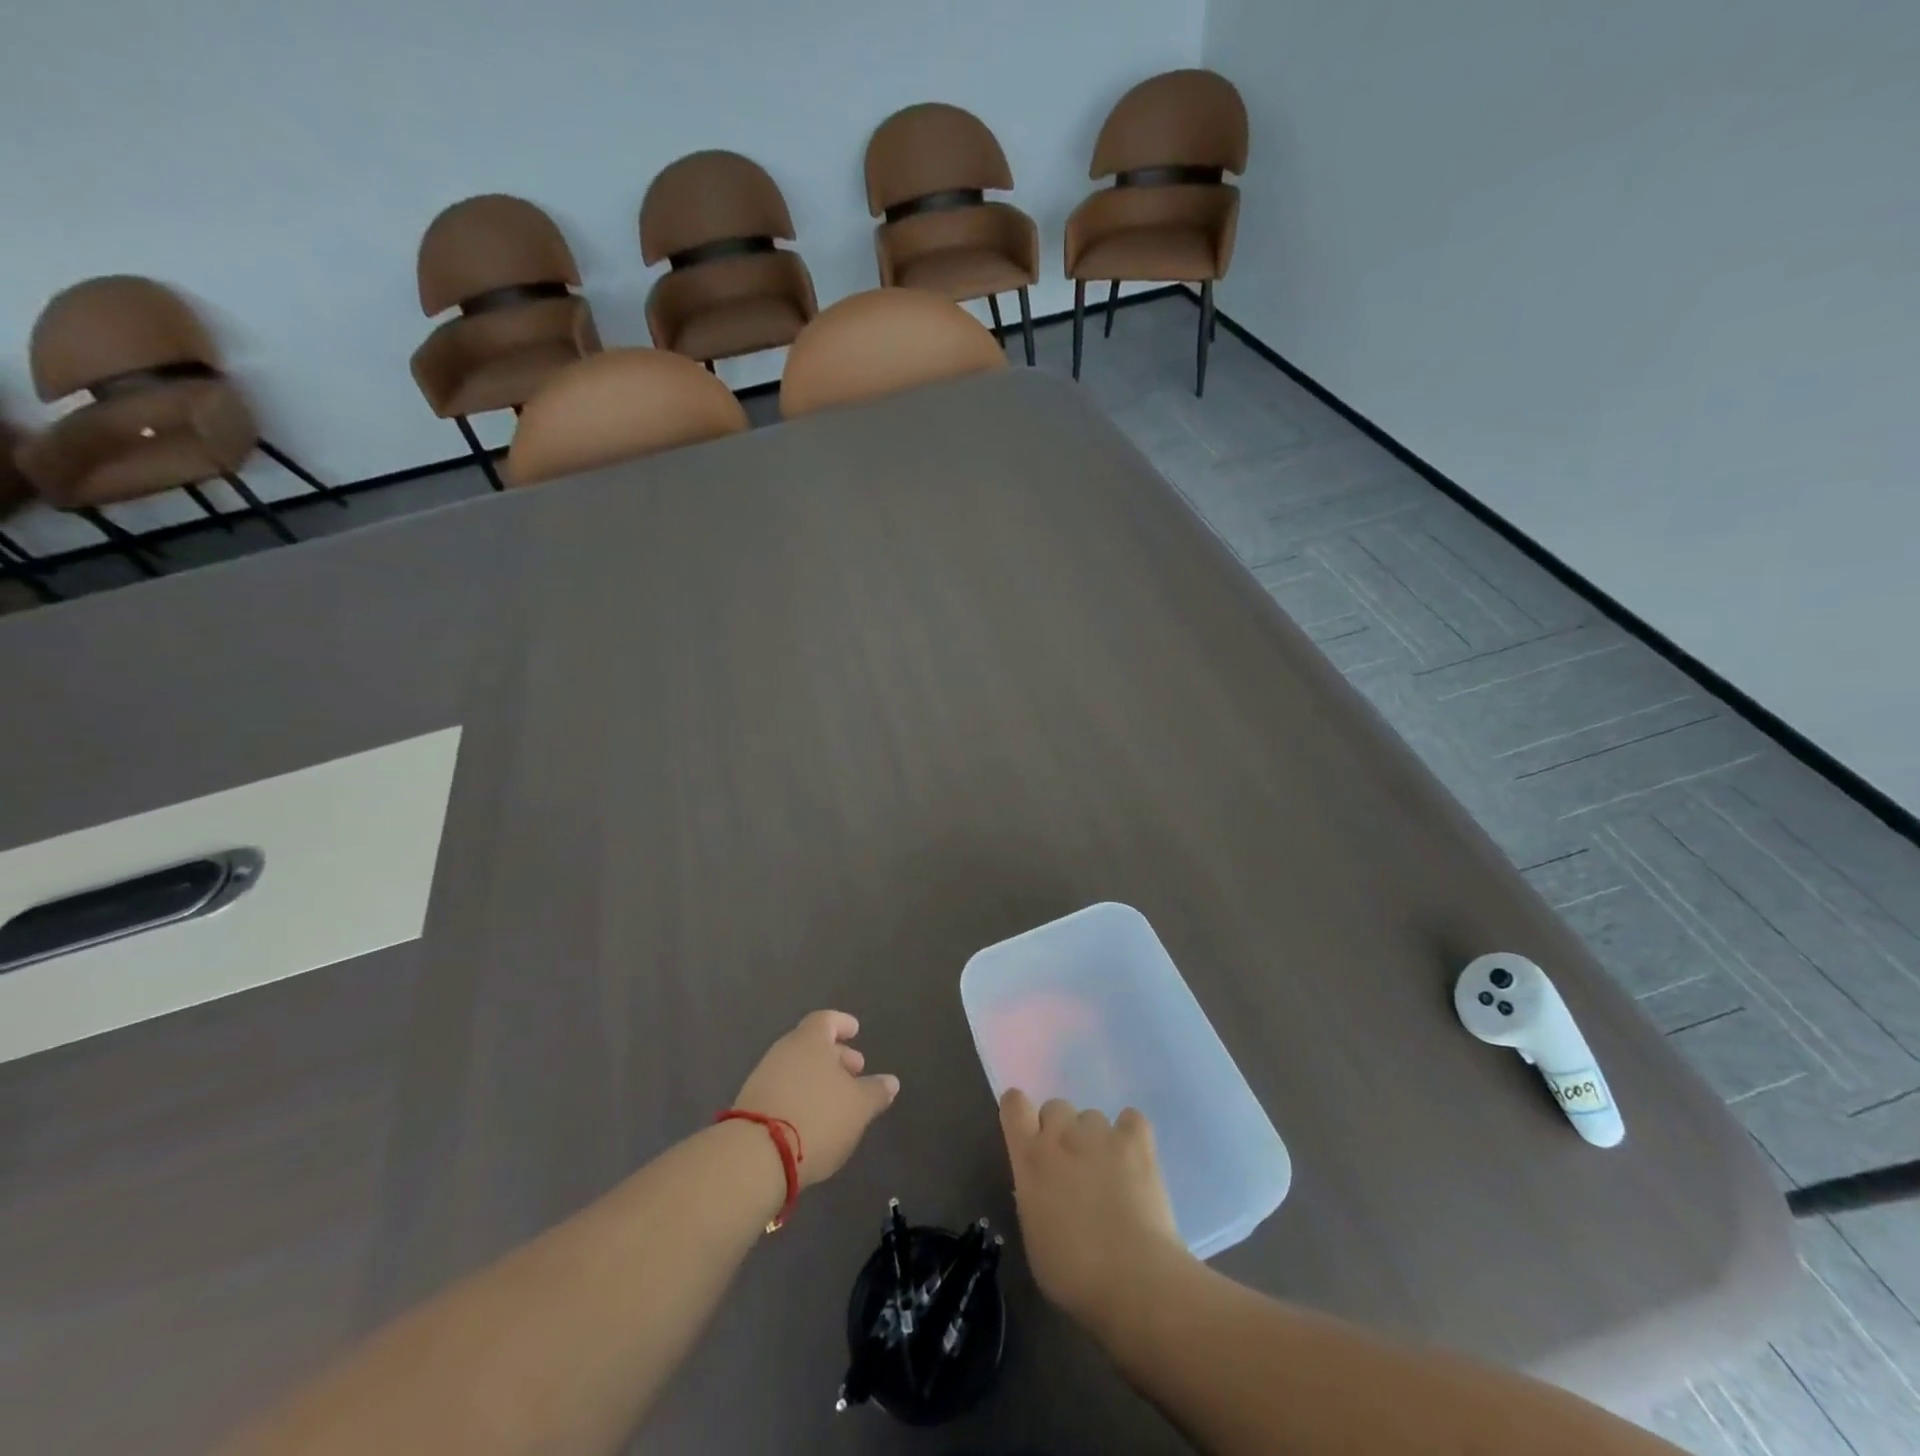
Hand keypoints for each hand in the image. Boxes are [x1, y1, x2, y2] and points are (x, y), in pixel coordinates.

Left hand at [734, 1011, 898, 1188]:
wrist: (756, 1157)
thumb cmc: (817, 1117)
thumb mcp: (858, 1106)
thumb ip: (876, 1091)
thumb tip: (890, 1081)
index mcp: (809, 1040)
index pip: (826, 1019)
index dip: (842, 1024)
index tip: (855, 1031)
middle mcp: (784, 1051)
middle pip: (812, 1044)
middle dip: (835, 1055)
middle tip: (855, 1071)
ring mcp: (764, 1078)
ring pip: (797, 1069)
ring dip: (818, 1079)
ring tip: (837, 1100)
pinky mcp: (752, 1107)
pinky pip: (784, 1091)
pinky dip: (801, 1096)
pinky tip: (813, 1119)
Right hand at [999, 1090, 1190, 1334]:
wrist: (1133, 1279)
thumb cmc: (1073, 1272)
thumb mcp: (1033, 1235)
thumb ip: (1032, 1197)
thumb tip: (1040, 1187)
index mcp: (1030, 1157)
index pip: (1014, 1104)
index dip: (1019, 1112)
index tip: (1026, 1132)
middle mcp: (1062, 1134)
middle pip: (1055, 1107)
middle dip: (1060, 1130)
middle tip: (1070, 1166)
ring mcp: (1101, 1134)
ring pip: (1091, 1116)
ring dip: (1094, 1138)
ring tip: (1108, 1173)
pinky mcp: (1136, 1142)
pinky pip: (1131, 1119)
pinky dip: (1130, 1133)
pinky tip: (1134, 1158)